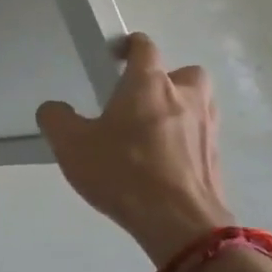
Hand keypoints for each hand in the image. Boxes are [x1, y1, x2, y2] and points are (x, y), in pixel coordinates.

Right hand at [37, 34, 232, 264]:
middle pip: (184, 72)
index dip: (129, 46)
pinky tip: (164, 164)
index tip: (114, 58)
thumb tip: (55, 109)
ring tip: (152, 134)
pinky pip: (201, 138)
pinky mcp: (217, 159)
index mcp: (149, 84)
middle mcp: (185, 97)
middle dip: (166, 80)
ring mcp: (207, 128)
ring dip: (180, 110)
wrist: (180, 225)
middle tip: (140, 101)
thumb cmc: (123, 172)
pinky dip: (186, 143)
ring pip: (198, 105)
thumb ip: (56, 119)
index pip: (144, 46)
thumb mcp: (71, 145)